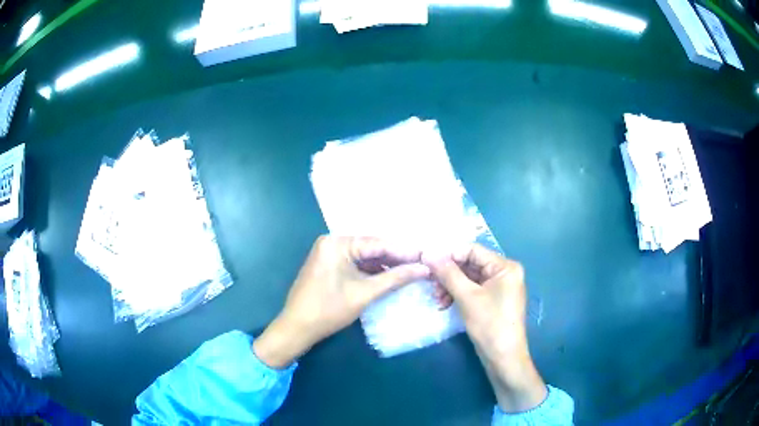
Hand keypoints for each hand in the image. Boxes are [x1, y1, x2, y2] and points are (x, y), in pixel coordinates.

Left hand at [253, 236, 429, 368]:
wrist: (297, 328)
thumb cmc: (329, 310)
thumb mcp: (365, 293)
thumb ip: (395, 278)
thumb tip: (423, 269)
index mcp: (337, 243)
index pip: (378, 243)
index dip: (404, 251)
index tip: (426, 256)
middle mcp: (332, 242)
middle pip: (371, 248)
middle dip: (395, 258)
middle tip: (421, 263)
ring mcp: (328, 253)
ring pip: (364, 257)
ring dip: (385, 265)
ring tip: (410, 270)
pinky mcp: (328, 265)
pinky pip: (354, 264)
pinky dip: (371, 271)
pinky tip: (389, 276)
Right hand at [424, 245, 546, 412]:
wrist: (503, 358)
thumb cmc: (489, 324)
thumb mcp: (467, 297)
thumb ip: (448, 273)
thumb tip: (429, 253)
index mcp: (505, 267)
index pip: (472, 250)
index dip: (449, 254)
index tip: (427, 262)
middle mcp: (504, 273)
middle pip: (470, 264)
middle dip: (448, 274)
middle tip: (430, 283)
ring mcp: (499, 287)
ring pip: (469, 278)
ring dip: (450, 286)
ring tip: (437, 299)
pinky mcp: (493, 300)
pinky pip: (472, 290)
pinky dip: (458, 295)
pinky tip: (444, 304)